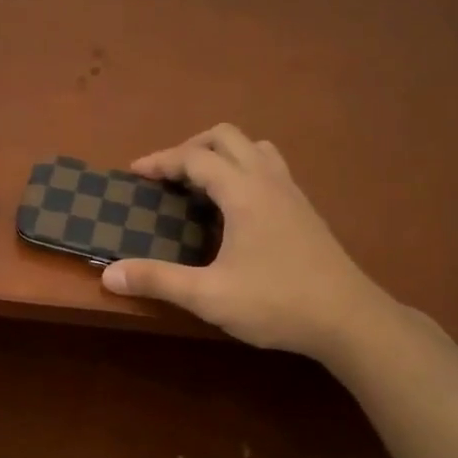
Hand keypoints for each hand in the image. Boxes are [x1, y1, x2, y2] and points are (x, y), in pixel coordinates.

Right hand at [100, 125, 387, 362]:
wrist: (348, 319)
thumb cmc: (276, 303)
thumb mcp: (209, 296)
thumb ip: (158, 280)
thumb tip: (109, 274)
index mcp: (244, 192)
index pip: (195, 158)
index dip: (161, 161)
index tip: (135, 173)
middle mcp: (268, 180)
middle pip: (226, 137)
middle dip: (191, 148)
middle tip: (167, 176)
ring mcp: (292, 193)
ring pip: (254, 148)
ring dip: (222, 155)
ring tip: (201, 185)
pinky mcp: (305, 210)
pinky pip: (270, 168)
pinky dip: (244, 170)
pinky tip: (236, 209)